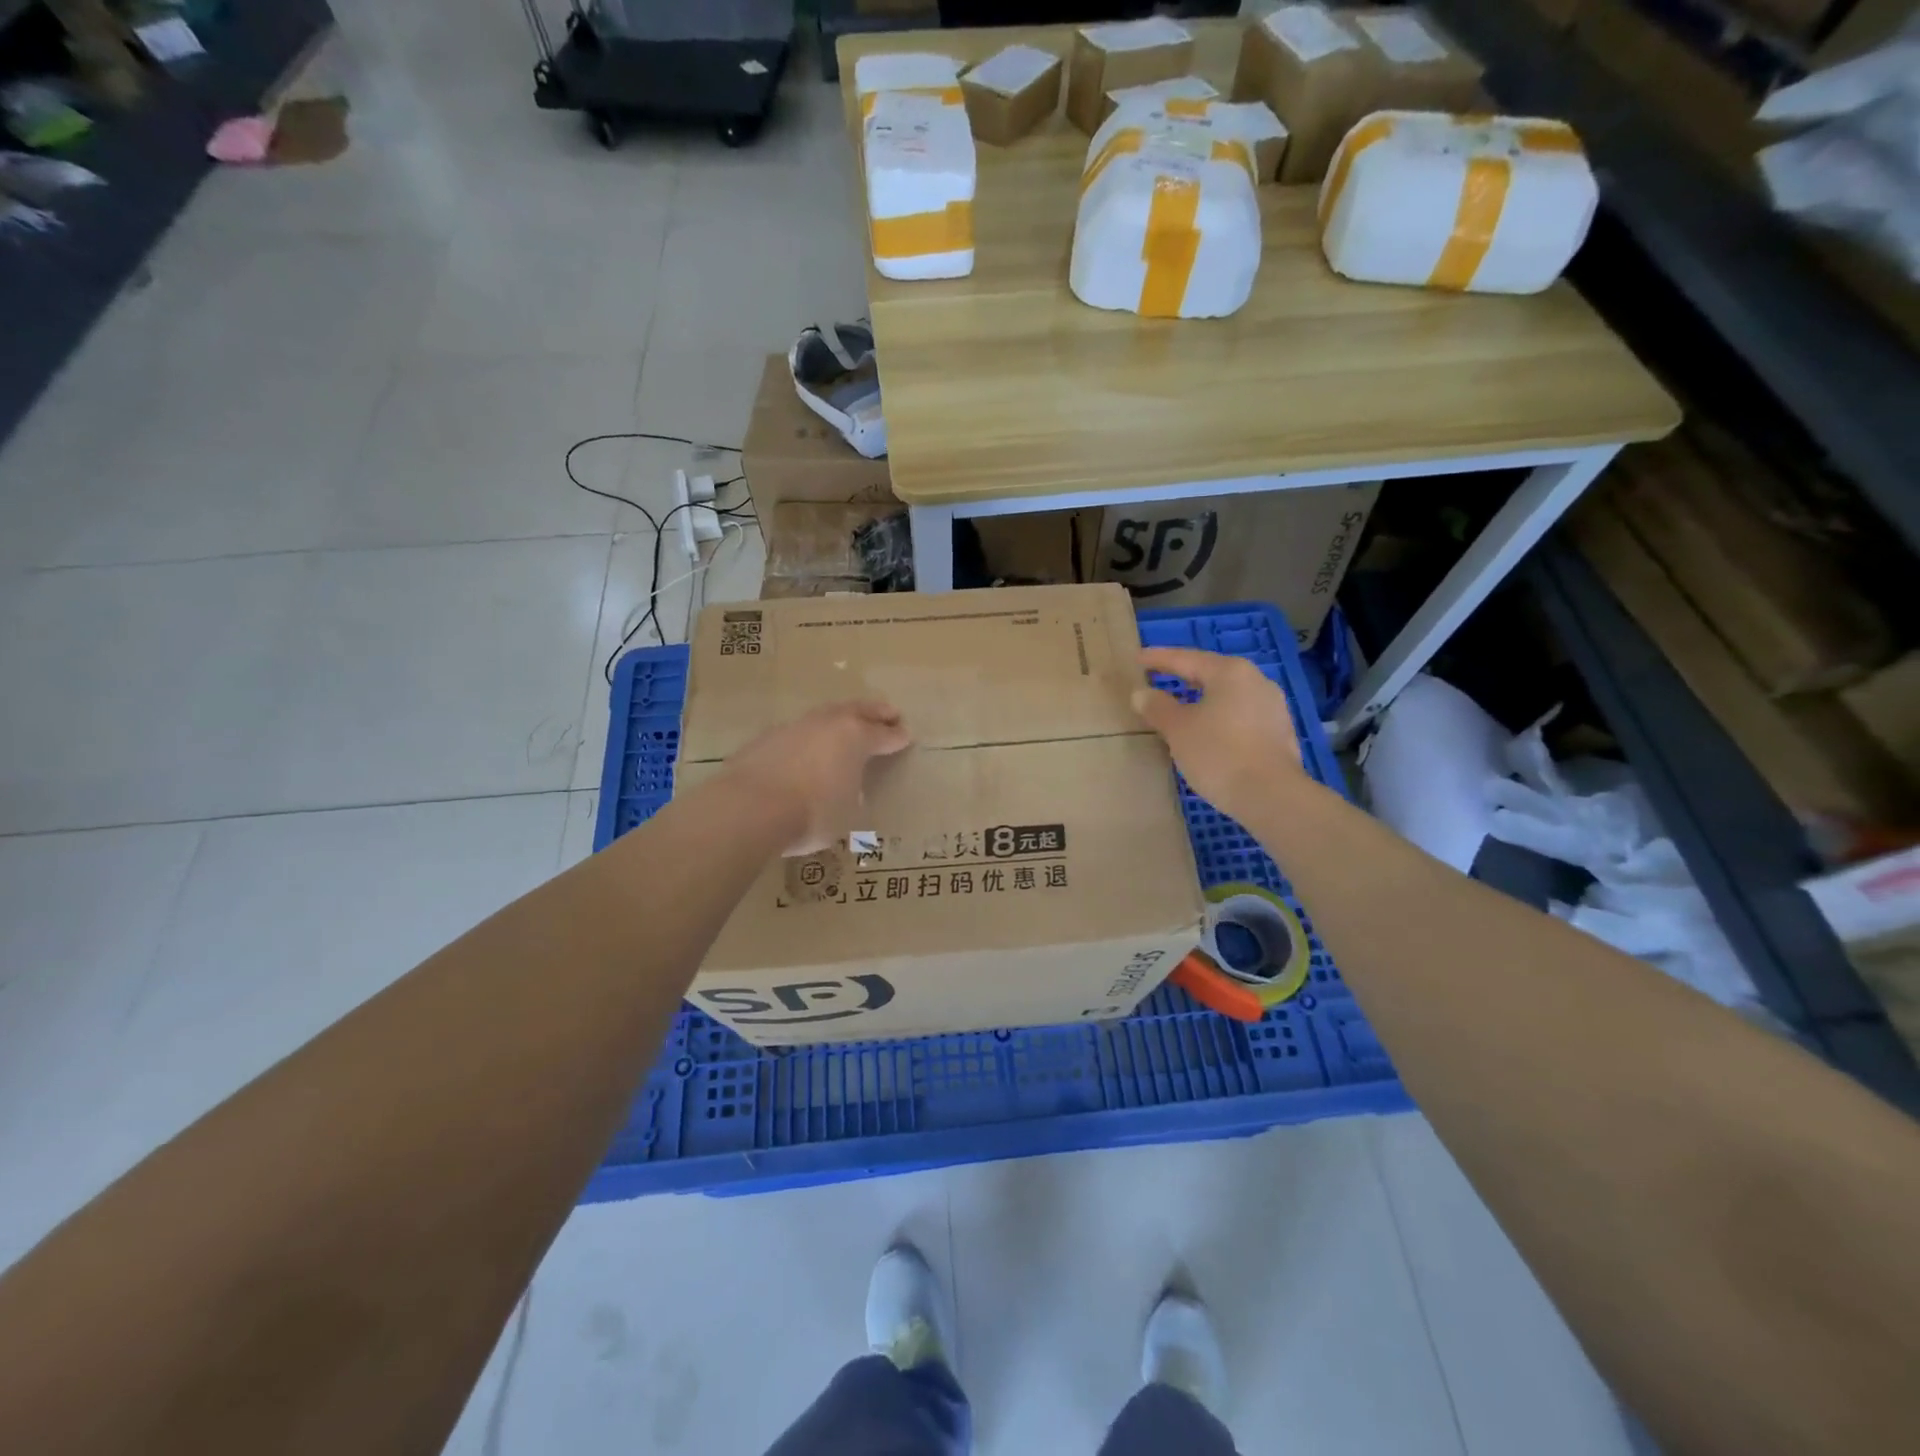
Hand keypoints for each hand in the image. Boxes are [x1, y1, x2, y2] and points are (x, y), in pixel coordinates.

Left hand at [725, 700, 911, 854]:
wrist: (749, 808)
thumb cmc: (812, 813)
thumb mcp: (847, 813)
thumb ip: (852, 794)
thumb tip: (846, 790)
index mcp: (855, 737)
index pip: (884, 735)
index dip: (896, 737)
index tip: (906, 736)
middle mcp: (827, 724)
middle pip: (857, 710)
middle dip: (875, 711)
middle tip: (889, 712)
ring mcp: (794, 727)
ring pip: (825, 715)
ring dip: (840, 718)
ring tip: (847, 723)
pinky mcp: (766, 738)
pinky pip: (797, 732)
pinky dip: (809, 737)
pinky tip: (806, 747)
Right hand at [1132, 648, 1304, 820]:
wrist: (1271, 795)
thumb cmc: (1218, 753)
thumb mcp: (1178, 729)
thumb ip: (1158, 707)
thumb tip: (1141, 694)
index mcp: (1230, 672)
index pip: (1186, 658)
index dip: (1159, 658)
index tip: (1138, 658)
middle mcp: (1256, 681)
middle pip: (1211, 673)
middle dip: (1183, 676)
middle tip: (1158, 676)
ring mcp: (1272, 707)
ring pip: (1228, 696)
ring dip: (1203, 698)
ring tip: (1181, 705)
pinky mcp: (1279, 732)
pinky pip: (1241, 715)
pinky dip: (1220, 717)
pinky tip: (1209, 731)